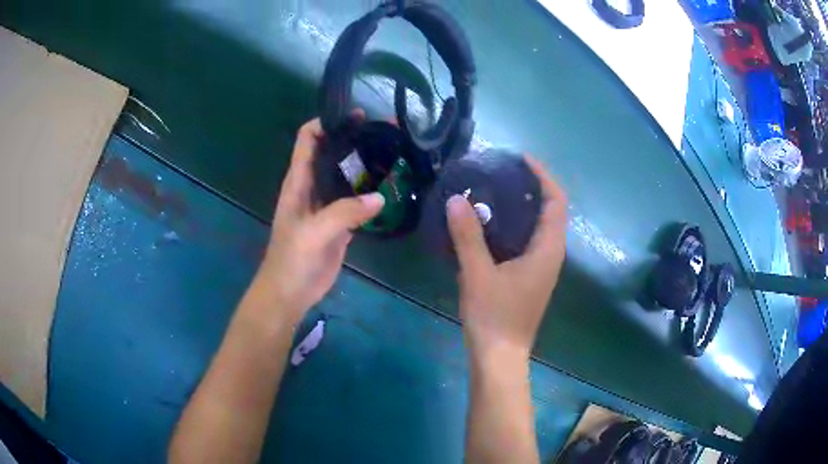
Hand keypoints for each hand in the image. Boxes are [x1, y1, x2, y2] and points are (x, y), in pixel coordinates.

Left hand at [255, 114, 383, 322]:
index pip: (307, 139)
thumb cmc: (292, 259)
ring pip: (347, 174)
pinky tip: (391, 185)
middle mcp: (313, 186)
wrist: (290, 292)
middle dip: (355, 137)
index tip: (354, 115)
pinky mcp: (340, 221)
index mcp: (299, 181)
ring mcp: (327, 204)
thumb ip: (345, 213)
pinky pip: (357, 199)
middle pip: (332, 151)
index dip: (326, 122)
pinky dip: (371, 190)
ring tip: (395, 151)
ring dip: (366, 162)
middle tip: (386, 130)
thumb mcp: (314, 233)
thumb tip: (380, 197)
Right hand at [447, 157, 566, 361]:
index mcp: (548, 249)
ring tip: (496, 189)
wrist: (499, 356)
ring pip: (540, 225)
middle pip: (551, 210)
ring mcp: (543, 267)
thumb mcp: (478, 273)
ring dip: (525, 204)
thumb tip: (456, 199)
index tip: (521, 158)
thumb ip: (467, 235)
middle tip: (504, 171)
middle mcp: (552, 254)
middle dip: (534, 186)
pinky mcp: (531, 276)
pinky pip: (529, 239)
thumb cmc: (494, 316)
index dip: (543, 175)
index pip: (556, 201)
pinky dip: (516, 223)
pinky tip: (491, 222)